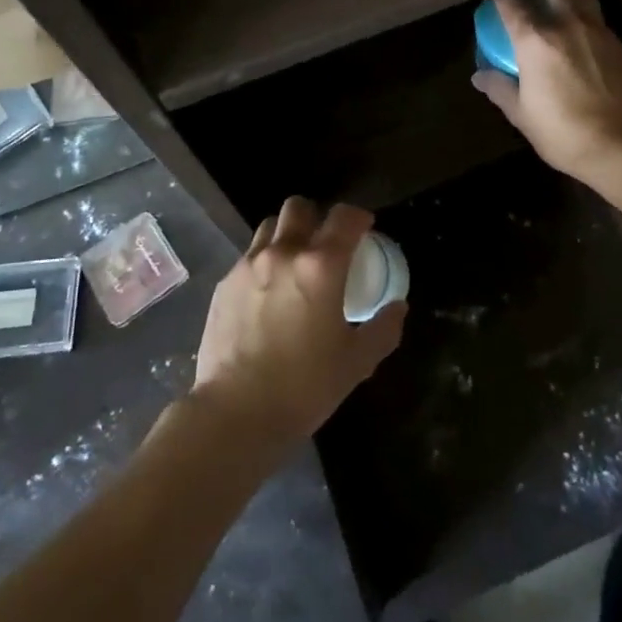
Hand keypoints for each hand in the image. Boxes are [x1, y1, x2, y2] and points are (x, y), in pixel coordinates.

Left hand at [190, 198, 404, 455]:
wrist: (235, 414)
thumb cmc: (304, 387)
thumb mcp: (356, 362)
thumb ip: (382, 329)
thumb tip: (397, 308)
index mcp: (321, 266)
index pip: (344, 217)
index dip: (358, 217)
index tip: (365, 229)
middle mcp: (283, 253)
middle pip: (299, 207)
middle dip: (317, 216)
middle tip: (326, 243)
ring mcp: (248, 266)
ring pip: (270, 226)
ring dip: (287, 234)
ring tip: (294, 262)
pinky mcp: (224, 284)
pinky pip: (248, 256)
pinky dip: (263, 261)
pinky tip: (268, 292)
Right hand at [471, 0, 621, 180]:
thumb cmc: (563, 132)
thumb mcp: (522, 115)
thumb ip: (500, 89)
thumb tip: (479, 76)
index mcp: (534, 41)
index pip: (511, 4)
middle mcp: (566, 25)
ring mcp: (597, 31)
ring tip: (564, 8)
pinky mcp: (620, 44)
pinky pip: (600, 19)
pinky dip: (589, 19)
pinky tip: (587, 40)